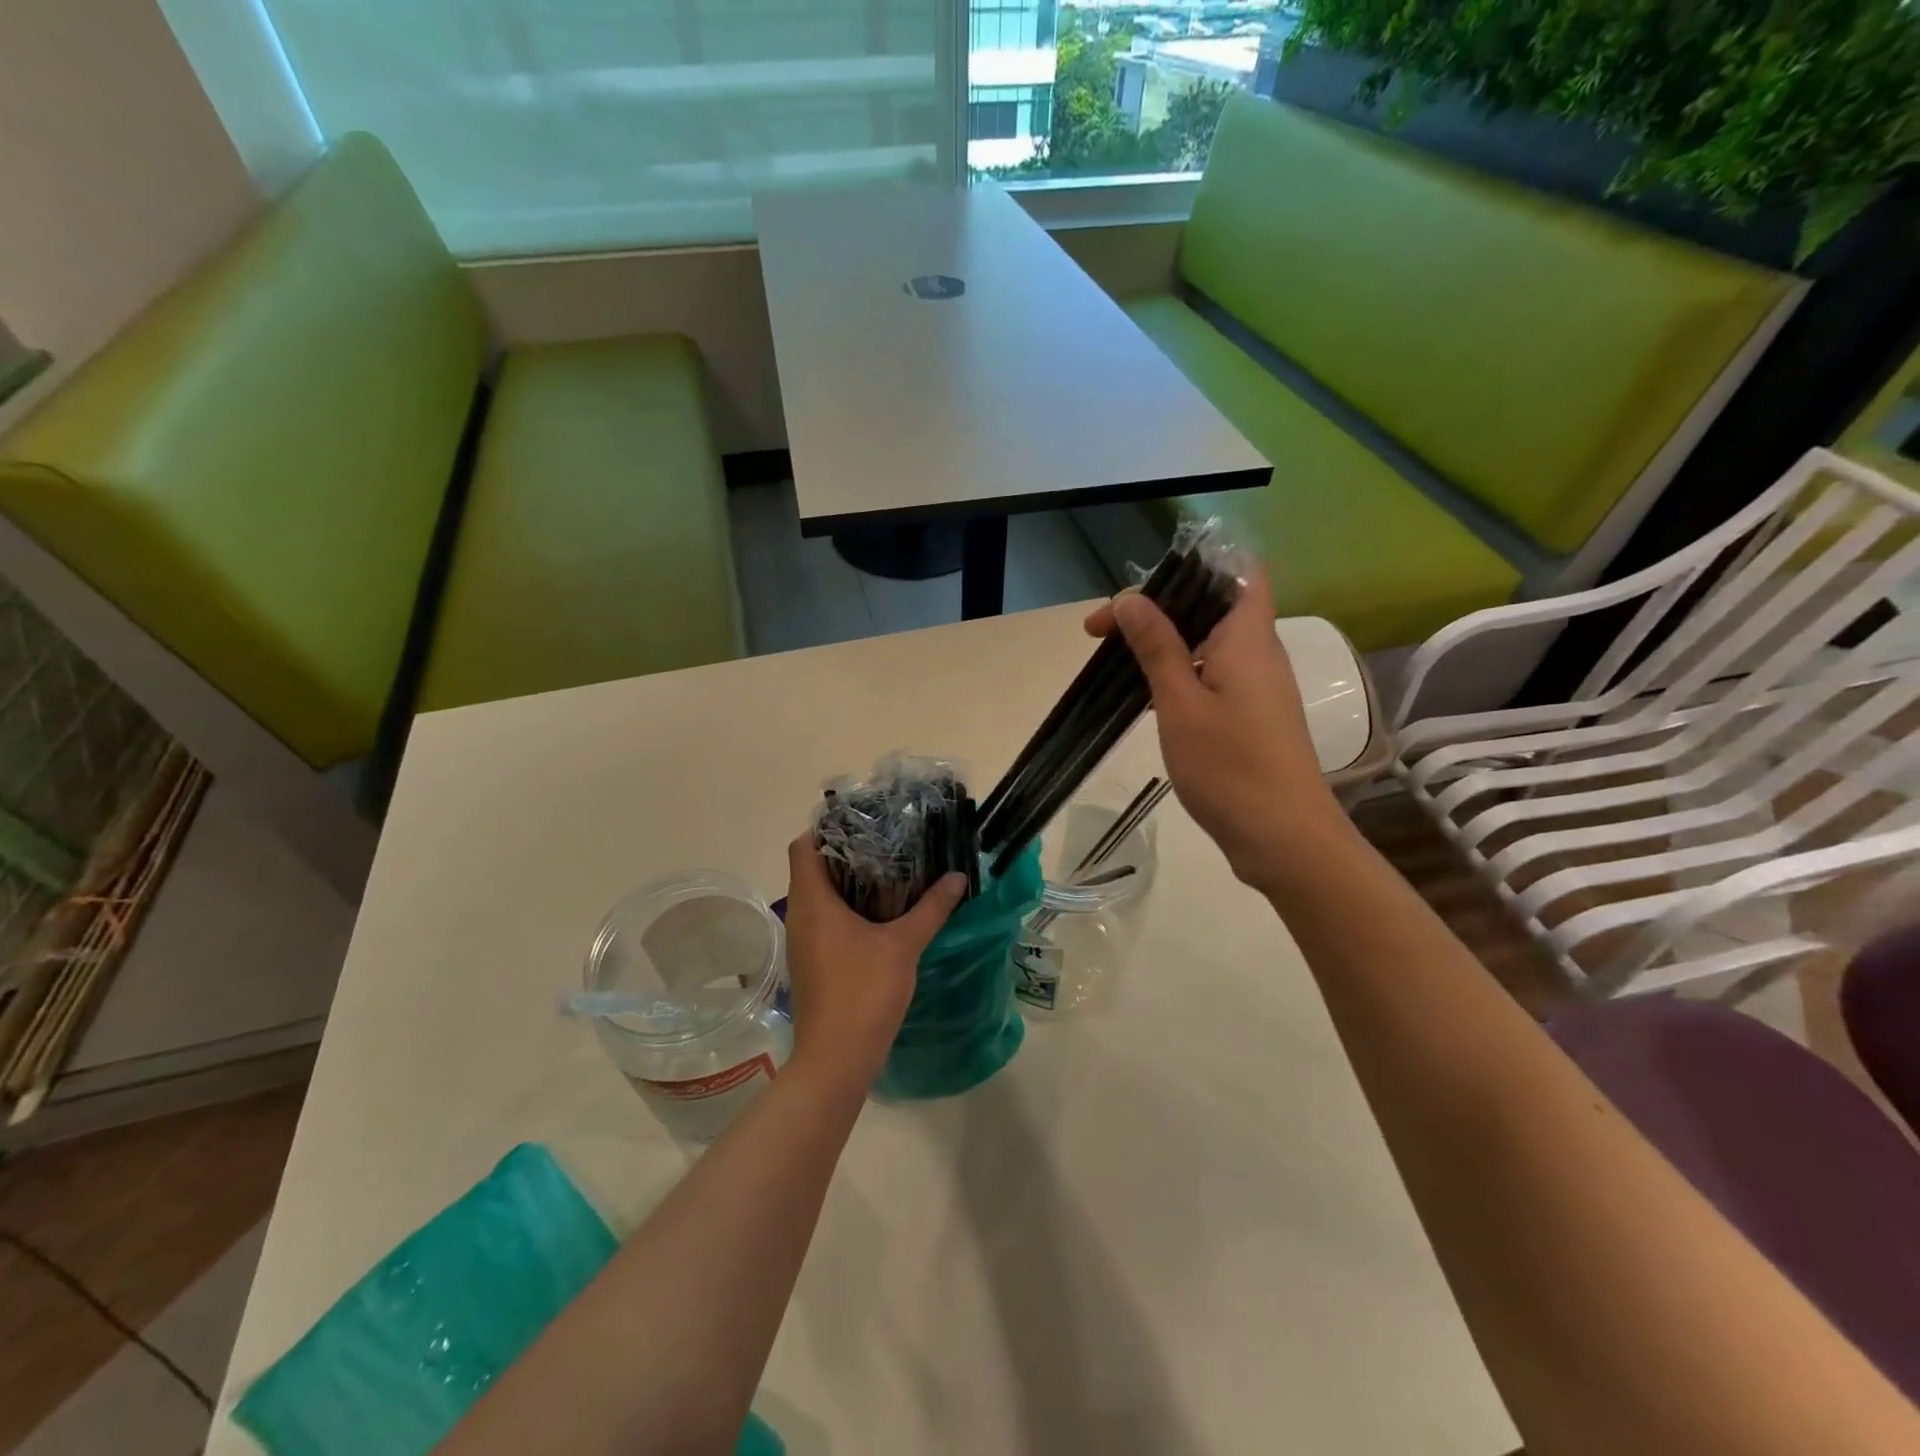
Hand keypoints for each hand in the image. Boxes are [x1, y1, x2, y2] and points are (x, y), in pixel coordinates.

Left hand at [782, 835, 966, 1081]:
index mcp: (813, 901)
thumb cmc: (864, 991)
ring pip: (819, 895)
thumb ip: (931, 908)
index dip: (826, 828)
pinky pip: (824, 919)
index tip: (862, 822)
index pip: (803, 846)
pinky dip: (846, 908)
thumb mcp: (903, 945)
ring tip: (888, 871)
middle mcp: (800, 915)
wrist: (837, 1058)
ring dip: (847, 881)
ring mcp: (803, 941)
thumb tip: (958, 878)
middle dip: (846, 852)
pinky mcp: (811, 961)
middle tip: (885, 841)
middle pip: (812, 867)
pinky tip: (880, 913)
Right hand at [1084, 559, 1346, 890]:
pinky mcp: (1253, 716)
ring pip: (1209, 644)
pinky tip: (1149, 698)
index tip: (1137, 595)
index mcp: (1248, 637)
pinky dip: (1180, 675)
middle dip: (1158, 609)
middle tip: (1104, 634)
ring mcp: (1259, 687)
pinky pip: (1213, 676)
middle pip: (1212, 606)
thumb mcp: (1180, 704)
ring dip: (1165, 644)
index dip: (1190, 567)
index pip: (1238, 571)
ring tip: (1118, 664)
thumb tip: (1132, 597)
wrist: (1284, 838)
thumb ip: (1157, 647)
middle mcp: (1259, 653)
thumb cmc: (1230, 766)